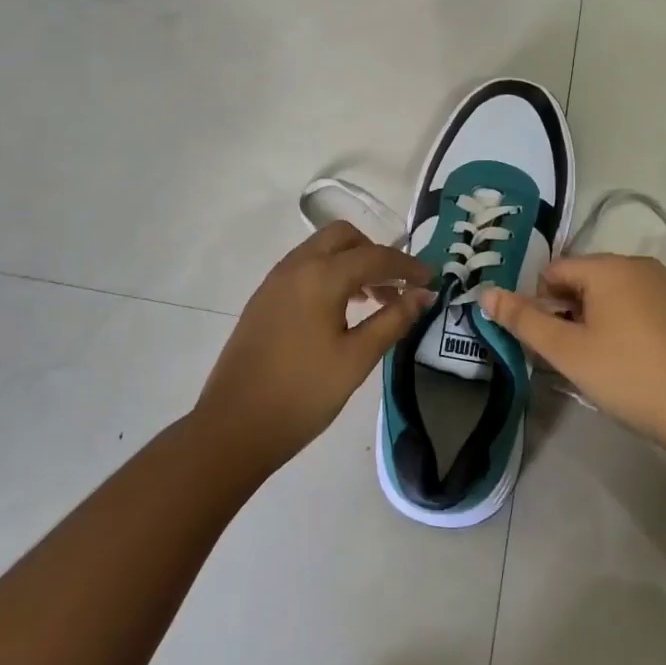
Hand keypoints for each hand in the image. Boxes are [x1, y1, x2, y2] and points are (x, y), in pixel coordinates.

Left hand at [195, 222, 432, 476]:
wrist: (234, 427)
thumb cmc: (303, 393)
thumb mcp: (357, 358)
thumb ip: (393, 320)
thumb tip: (424, 294)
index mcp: (321, 276)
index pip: (375, 256)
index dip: (408, 266)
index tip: (431, 280)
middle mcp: (295, 266)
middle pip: (343, 237)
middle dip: (375, 253)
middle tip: (396, 287)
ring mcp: (274, 281)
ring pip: (321, 250)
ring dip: (351, 263)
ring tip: (373, 302)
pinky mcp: (263, 299)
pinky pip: (304, 268)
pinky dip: (329, 274)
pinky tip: (340, 311)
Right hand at [480, 254, 665, 456]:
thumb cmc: (629, 376)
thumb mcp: (568, 351)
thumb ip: (523, 319)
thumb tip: (484, 292)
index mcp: (608, 267)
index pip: (554, 271)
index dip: (541, 305)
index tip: (551, 343)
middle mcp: (641, 264)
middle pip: (586, 280)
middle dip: (572, 312)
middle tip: (576, 357)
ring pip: (617, 294)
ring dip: (601, 320)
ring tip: (607, 363)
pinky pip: (647, 307)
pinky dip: (633, 326)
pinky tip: (640, 362)